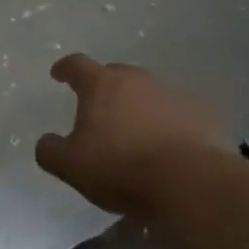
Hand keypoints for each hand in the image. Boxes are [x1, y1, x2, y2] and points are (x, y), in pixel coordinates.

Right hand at [36, 54, 233, 216]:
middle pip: (115, 75)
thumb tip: (46, 142)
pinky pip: (177, 114)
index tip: (58, 74)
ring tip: (135, 132)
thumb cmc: (122, 168)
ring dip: (138, 106)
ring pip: (148, 93)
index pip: (77, 65)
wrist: (192, 184)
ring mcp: (173, 95)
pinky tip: (167, 147)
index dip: (65, 68)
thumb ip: (51, 151)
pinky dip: (168, 124)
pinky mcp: (202, 116)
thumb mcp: (71, 166)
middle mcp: (137, 80)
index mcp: (101, 84)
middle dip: (104, 87)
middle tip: (98, 109)